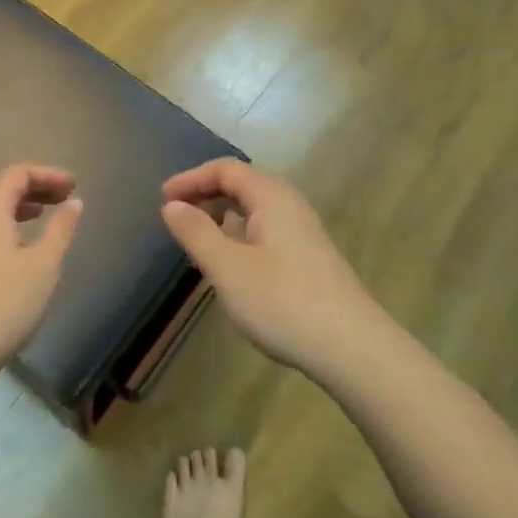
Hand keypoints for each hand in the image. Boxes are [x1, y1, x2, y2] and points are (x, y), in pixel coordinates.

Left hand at [0, 164, 82, 386]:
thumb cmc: (4, 302)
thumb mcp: (43, 265)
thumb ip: (60, 229)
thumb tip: (73, 202)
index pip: (18, 174)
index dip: (49, 175)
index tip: (74, 186)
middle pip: (3, 190)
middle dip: (36, 190)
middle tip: (65, 199)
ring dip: (21, 211)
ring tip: (45, 219)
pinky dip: (7, 230)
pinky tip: (21, 253)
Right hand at [161, 159, 381, 377]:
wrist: (353, 348)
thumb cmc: (283, 301)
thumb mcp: (228, 268)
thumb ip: (196, 232)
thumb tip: (172, 205)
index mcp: (271, 196)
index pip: (225, 170)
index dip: (191, 178)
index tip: (163, 199)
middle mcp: (289, 205)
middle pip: (241, 186)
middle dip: (205, 196)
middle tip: (176, 218)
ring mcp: (303, 232)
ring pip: (254, 211)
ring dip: (222, 218)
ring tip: (197, 242)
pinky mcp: (309, 258)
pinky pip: (265, 232)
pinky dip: (239, 237)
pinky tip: (231, 267)